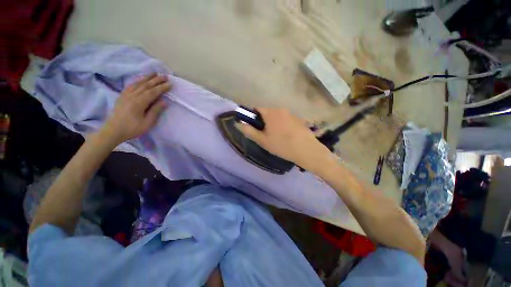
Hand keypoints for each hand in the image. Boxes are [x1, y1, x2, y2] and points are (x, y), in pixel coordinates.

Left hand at [103, 73, 170, 143]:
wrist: (113, 130)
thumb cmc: (132, 128)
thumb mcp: (147, 123)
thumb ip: (155, 111)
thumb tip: (164, 102)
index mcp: (139, 103)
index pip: (153, 92)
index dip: (162, 88)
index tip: (170, 84)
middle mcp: (132, 96)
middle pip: (146, 85)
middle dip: (156, 80)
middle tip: (165, 76)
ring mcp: (126, 95)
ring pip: (138, 83)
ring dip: (147, 77)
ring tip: (154, 73)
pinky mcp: (122, 96)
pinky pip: (131, 85)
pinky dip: (137, 81)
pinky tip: (141, 79)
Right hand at [235, 108, 331, 172]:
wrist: (306, 150)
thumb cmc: (281, 145)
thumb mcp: (262, 140)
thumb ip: (249, 131)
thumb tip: (239, 123)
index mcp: (270, 112)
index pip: (256, 108)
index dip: (252, 116)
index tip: (254, 126)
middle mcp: (281, 109)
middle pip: (267, 112)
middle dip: (263, 121)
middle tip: (265, 134)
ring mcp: (291, 113)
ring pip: (277, 116)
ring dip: (273, 123)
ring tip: (277, 136)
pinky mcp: (298, 119)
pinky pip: (285, 119)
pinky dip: (282, 124)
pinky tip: (287, 136)